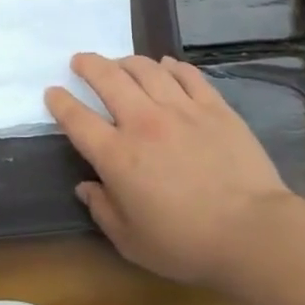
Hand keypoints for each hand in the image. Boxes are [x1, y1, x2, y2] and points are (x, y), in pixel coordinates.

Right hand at [46, 53, 298, 290]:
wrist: (251, 232)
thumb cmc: (186, 244)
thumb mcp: (132, 242)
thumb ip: (103, 210)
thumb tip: (86, 187)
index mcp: (117, 156)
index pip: (78, 119)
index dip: (60, 102)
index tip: (53, 91)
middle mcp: (143, 122)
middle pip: (108, 79)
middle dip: (89, 65)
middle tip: (80, 60)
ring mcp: (181, 109)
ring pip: (146, 69)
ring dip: (127, 61)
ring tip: (120, 62)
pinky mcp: (214, 107)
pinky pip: (187, 75)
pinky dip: (172, 66)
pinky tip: (166, 65)